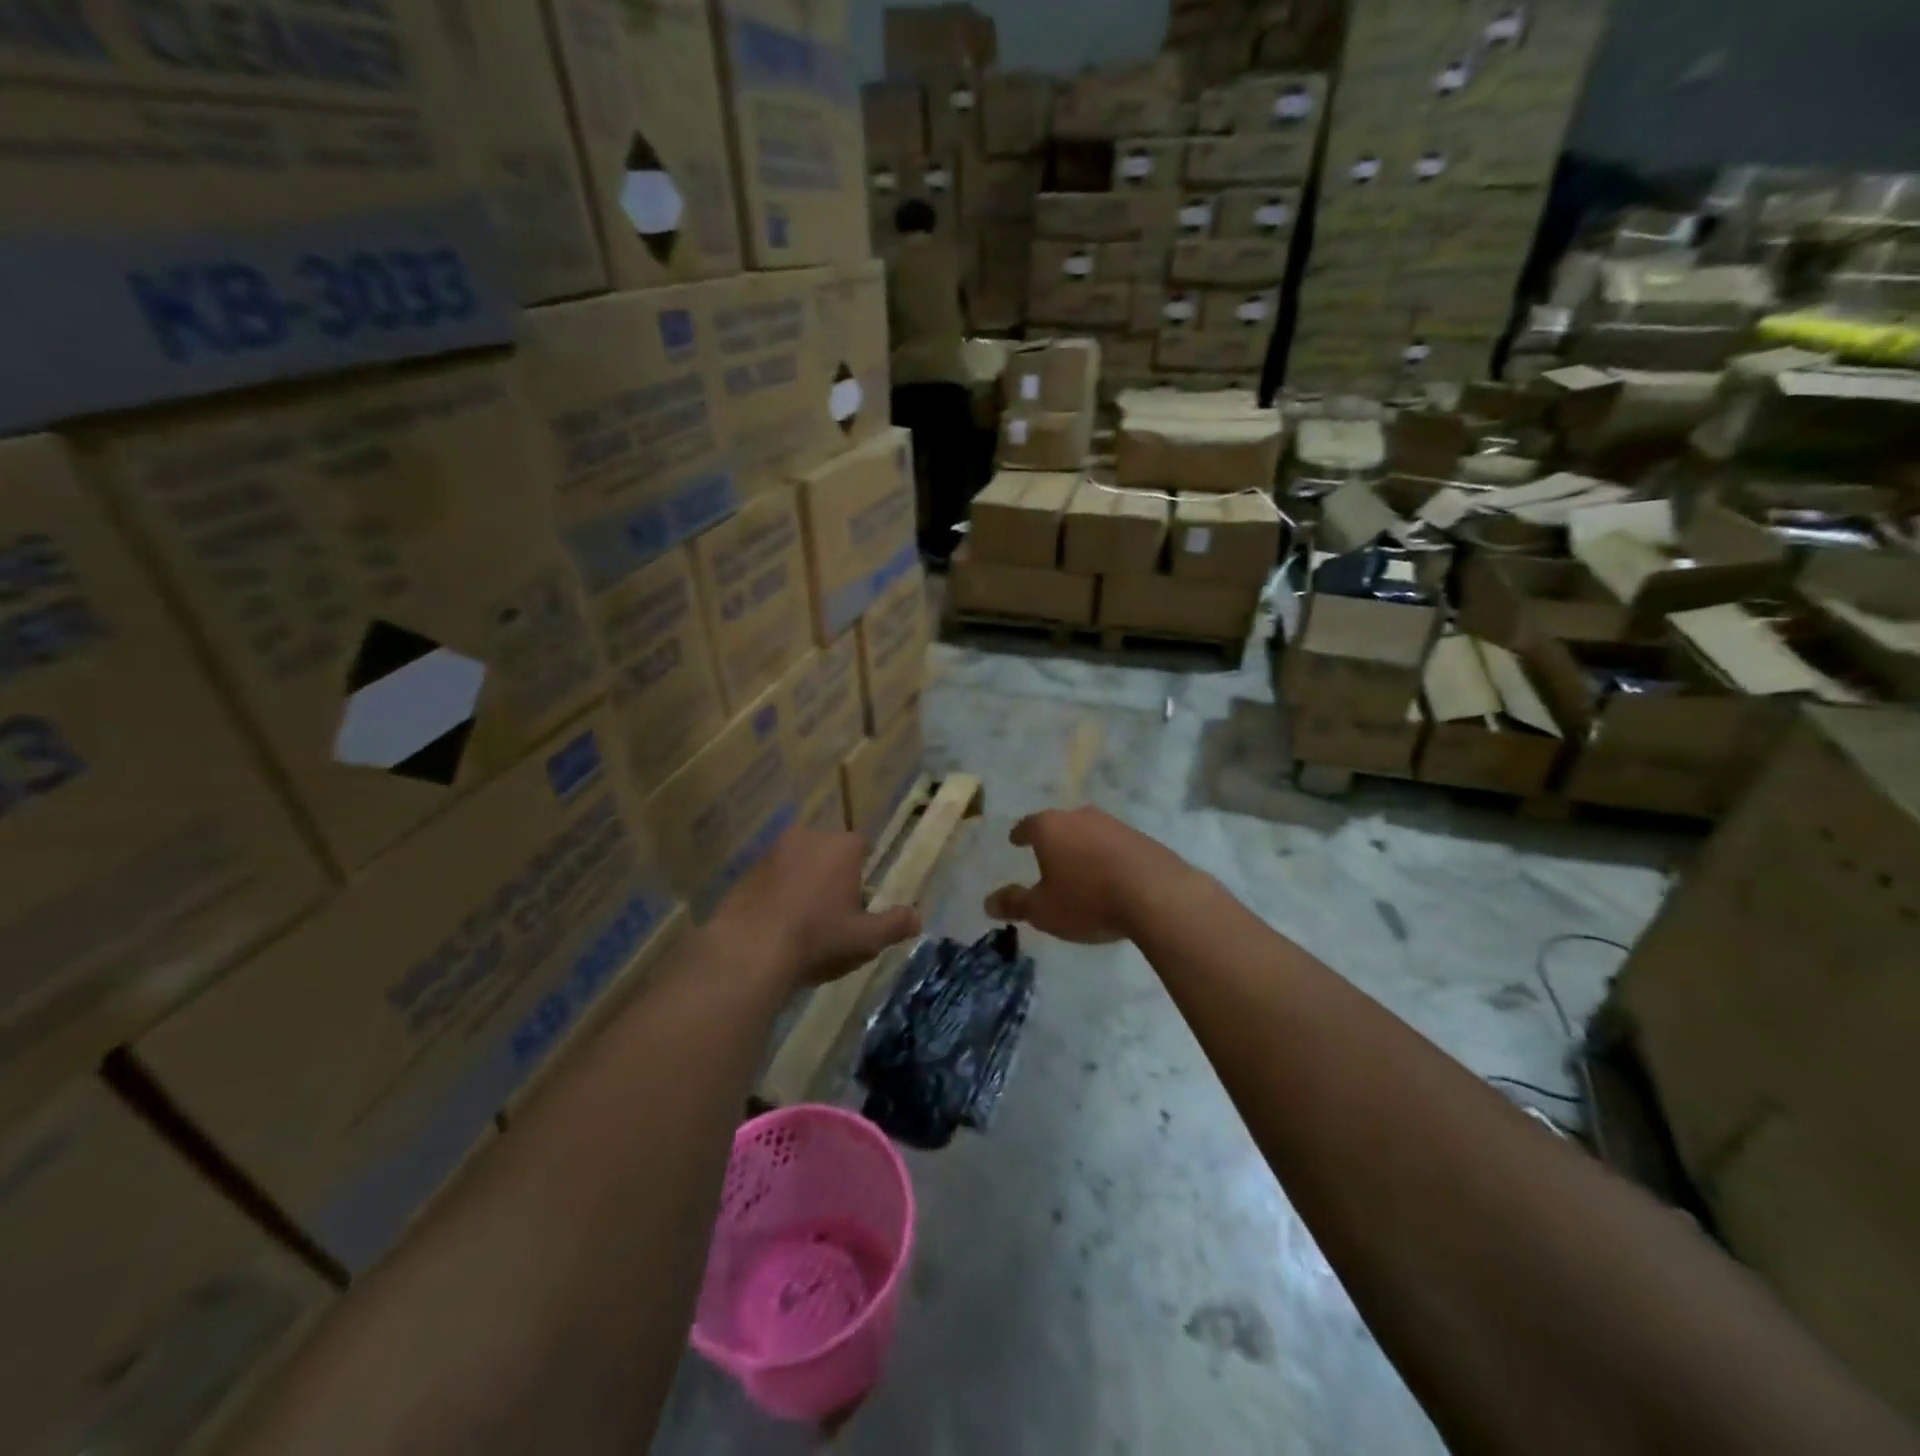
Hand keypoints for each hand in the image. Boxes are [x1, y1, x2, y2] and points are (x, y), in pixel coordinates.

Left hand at [712, 828, 920, 988]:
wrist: (748, 951)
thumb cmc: (817, 938)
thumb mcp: (866, 938)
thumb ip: (895, 924)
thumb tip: (917, 916)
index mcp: (841, 846)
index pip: (862, 845)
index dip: (863, 869)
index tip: (860, 896)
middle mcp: (808, 837)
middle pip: (828, 850)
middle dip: (833, 872)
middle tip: (835, 909)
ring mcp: (772, 852)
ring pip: (798, 861)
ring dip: (803, 881)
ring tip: (804, 919)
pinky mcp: (745, 871)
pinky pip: (771, 877)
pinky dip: (777, 892)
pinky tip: (777, 923)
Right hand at [985, 808, 1201, 944]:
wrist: (1156, 894)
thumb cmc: (1087, 899)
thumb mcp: (1043, 910)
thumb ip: (1015, 904)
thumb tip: (988, 902)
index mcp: (1050, 828)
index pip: (1028, 825)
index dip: (1019, 834)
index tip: (1015, 840)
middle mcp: (1080, 817)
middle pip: (1060, 824)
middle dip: (1052, 839)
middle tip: (1046, 854)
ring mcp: (1113, 825)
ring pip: (1089, 832)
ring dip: (1082, 847)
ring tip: (1079, 867)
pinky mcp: (1142, 838)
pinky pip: (1115, 845)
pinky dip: (1107, 857)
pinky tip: (1110, 876)